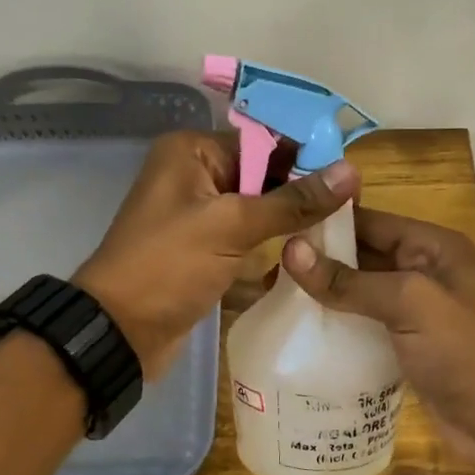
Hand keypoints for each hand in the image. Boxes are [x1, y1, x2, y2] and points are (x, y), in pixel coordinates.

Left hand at [75, 130, 358, 377]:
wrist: (120, 332)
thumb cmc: (168, 267)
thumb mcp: (232, 226)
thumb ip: (292, 201)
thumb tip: (350, 171)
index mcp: (191, 152)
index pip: (262, 141)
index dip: (306, 157)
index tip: (353, 178)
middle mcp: (194, 176)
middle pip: (262, 175)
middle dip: (302, 192)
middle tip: (354, 210)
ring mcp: (199, 217)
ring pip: (258, 210)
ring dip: (291, 223)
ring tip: (342, 233)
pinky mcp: (205, 251)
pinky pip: (247, 239)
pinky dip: (272, 247)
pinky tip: (310, 257)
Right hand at [279, 208, 474, 474]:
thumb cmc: (465, 353)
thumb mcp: (410, 304)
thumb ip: (351, 280)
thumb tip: (291, 251)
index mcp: (432, 247)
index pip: (369, 220)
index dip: (325, 222)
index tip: (274, 229)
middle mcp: (423, 271)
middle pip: (361, 256)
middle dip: (317, 262)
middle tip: (264, 273)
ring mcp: (415, 311)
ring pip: (358, 293)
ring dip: (322, 296)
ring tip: (271, 301)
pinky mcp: (405, 346)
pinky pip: (363, 326)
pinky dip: (335, 327)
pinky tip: (299, 335)